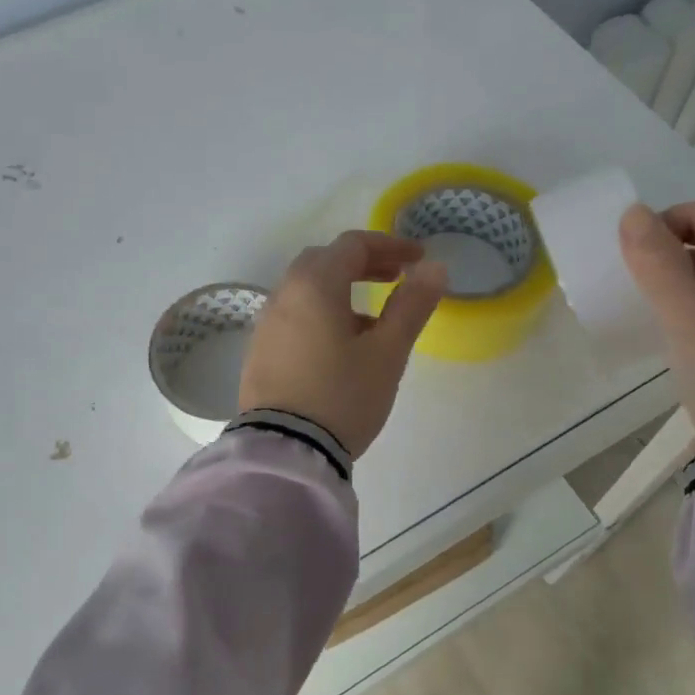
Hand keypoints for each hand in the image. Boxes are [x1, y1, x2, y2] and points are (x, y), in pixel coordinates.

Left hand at [240, 231, 448, 459]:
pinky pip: (294, 315)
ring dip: (340, 288)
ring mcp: (266, 324)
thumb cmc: (343, 396)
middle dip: (363, 262)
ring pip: (306, 289)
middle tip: (395, 278)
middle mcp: (284, 294)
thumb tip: (434, 268)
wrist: (285, 450)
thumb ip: (411, 305)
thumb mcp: (387, 353)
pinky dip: (320, 312)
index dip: (391, 245)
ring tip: (373, 318)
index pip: (354, 245)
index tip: (419, 259)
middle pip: (324, 260)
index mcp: (315, 285)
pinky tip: (339, 346)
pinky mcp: (259, 352)